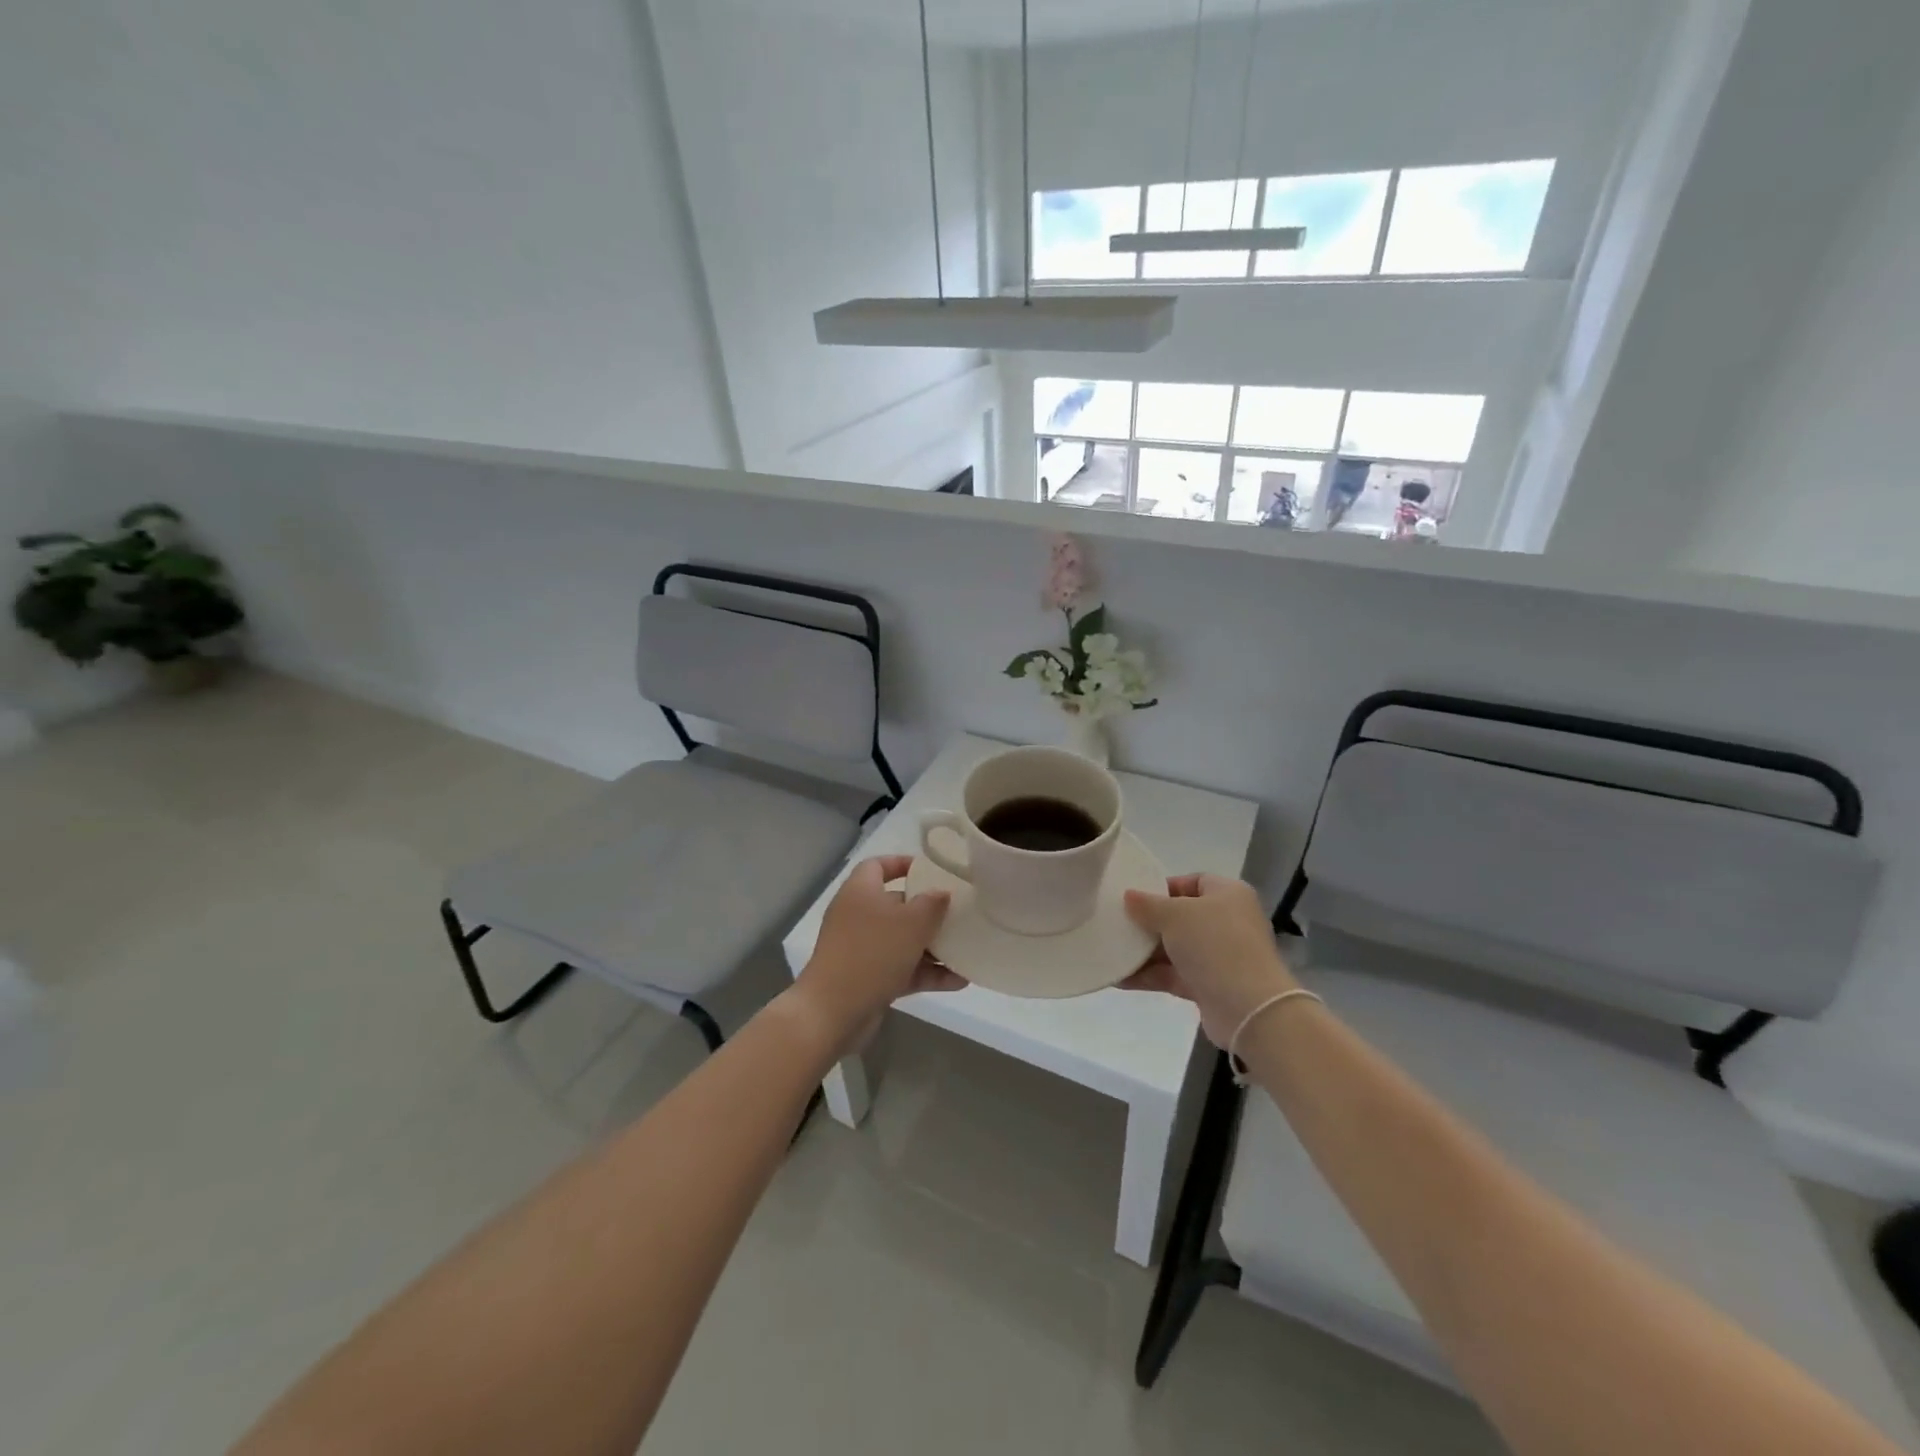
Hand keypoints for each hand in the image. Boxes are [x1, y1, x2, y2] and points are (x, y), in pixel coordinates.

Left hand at [792, 856, 961, 1048]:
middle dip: (928, 911)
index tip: (930, 870)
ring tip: (966, 950)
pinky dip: (927, 973)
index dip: (902, 864)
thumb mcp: (911, 923)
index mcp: (861, 891)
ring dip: (933, 947)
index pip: (878, 865)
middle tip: (958, 912)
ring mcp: (862, 949)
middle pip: (896, 905)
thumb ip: (932, 904)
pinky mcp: (868, 978)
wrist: (833, 1012)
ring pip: (902, 940)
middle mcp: (858, 916)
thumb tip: (942, 893)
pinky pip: (903, 969)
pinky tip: (959, 981)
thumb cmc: (872, 954)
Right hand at [1121, 874, 1298, 1045]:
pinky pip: (1174, 975)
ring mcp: (1219, 956)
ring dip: (1145, 951)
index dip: (1163, 887)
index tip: (1135, 898)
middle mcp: (1227, 922)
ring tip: (1111, 950)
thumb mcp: (1175, 915)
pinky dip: (1150, 975)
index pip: (1193, 882)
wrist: (1249, 1009)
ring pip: (1175, 948)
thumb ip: (1148, 905)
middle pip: (1181, 917)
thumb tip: (1129, 896)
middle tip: (1118, 923)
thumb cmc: (1214, 945)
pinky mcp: (1210, 986)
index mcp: (1228, 895)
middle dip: (1149, 922)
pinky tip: (1120, 978)